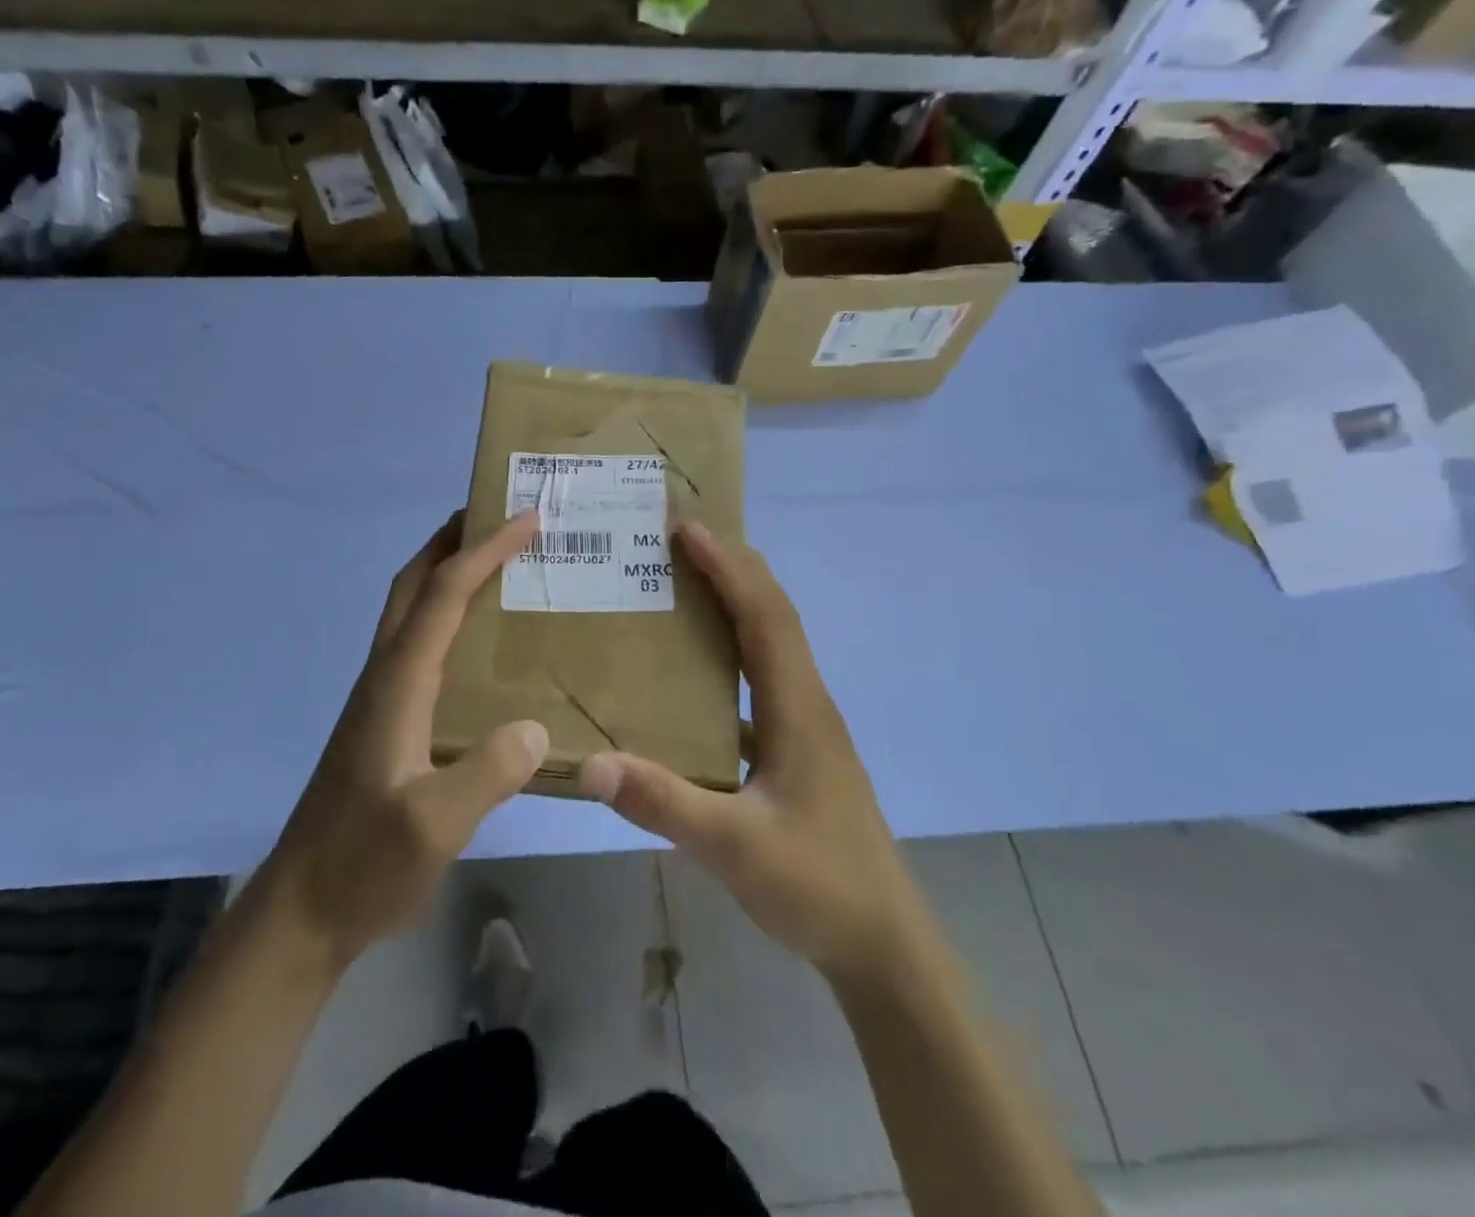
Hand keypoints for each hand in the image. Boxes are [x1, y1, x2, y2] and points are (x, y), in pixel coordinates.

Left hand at [261, 510, 547, 966]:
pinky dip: (445, 615)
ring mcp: (379, 697)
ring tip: (495, 563)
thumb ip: (488, 773)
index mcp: (396, 682)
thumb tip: (535, 727)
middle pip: (413, 585)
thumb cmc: (364, 864)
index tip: (527, 519)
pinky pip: (417, 644)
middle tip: (499, 517)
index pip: (444, 595)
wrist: (303, 910)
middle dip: (452, 540)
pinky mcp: (383, 720)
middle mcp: (384, 675)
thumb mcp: (435, 825)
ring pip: (410, 611)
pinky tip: (475, 644)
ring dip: (446, 573)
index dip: (485, 551)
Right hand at [578, 522, 908, 977]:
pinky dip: (732, 651)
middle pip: (772, 615)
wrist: (883, 945)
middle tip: (679, 539)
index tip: (686, 529)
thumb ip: (663, 803)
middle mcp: (805, 702)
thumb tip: (591, 763)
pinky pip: (761, 679)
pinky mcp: (795, 750)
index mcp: (798, 708)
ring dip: (735, 602)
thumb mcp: (735, 848)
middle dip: (732, 567)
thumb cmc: (819, 886)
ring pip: (771, 644)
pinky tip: (694, 670)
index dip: (728, 567)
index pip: (764, 615)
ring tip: (683, 583)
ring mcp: (804, 726)